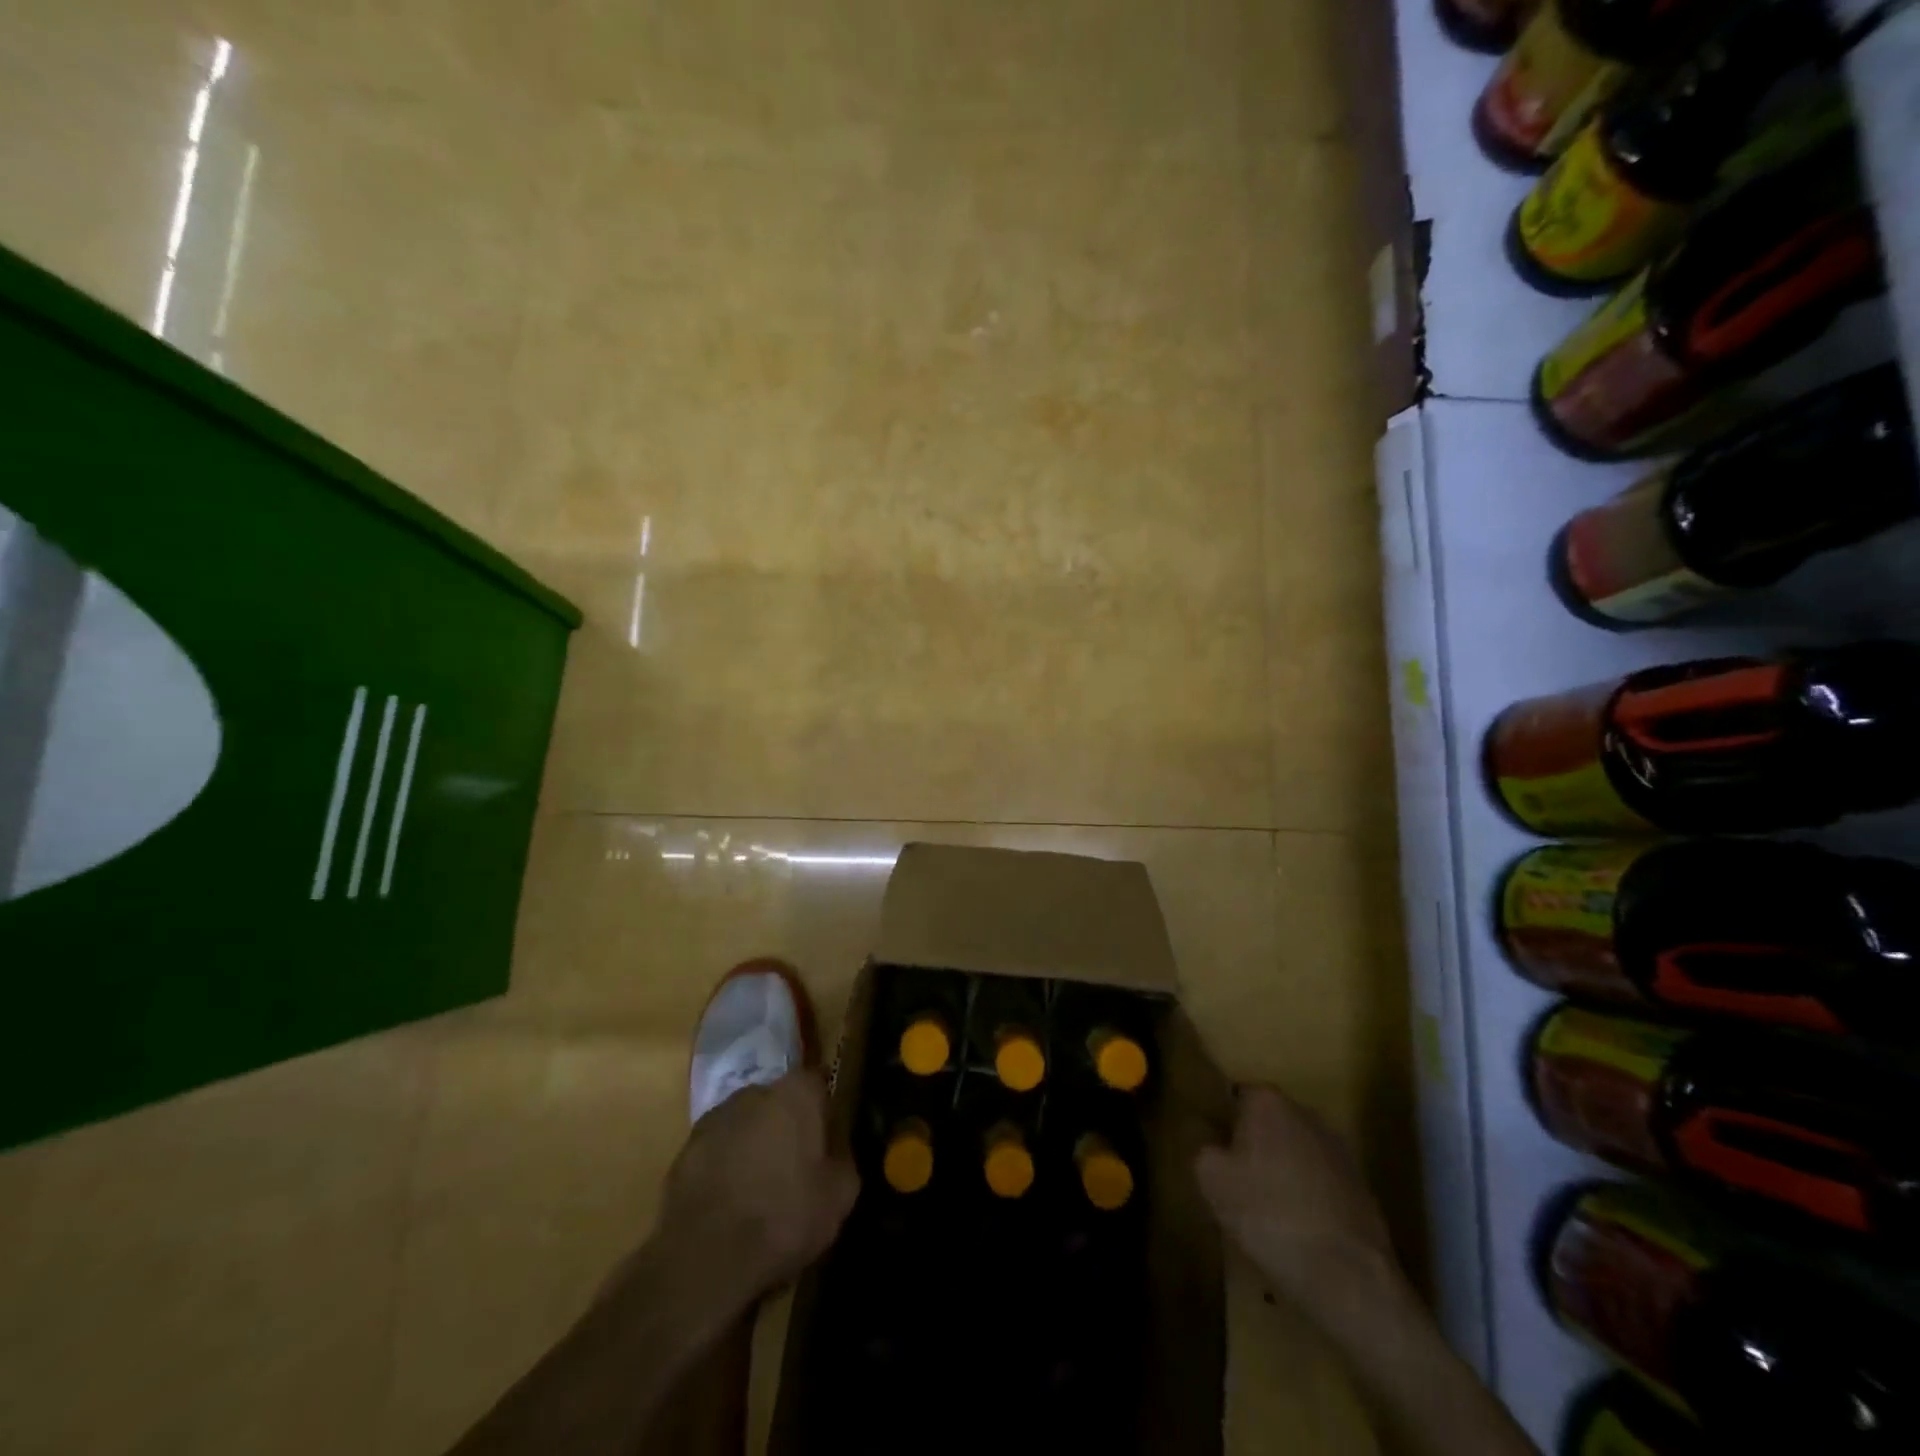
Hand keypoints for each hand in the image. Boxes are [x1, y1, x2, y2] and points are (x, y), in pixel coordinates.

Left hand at [654, 1070, 859, 1304]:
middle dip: (786, 1123)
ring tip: (759, 1186)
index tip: (828, 1134)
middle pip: (778, 1100)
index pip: (817, 1082)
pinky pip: (716, 1150)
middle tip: (795, 1163)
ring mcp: (715, 1118)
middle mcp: (754, 1092)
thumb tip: (836, 1152)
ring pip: (745, 1123)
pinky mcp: (685, 1149)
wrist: (705, 1257)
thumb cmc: (784, 1217)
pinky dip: (725, 1166)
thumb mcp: (839, 1196)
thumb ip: (843, 1161)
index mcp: (796, 1094)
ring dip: (753, 1143)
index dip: (823, 1108)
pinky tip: (730, 1202)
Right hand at [1196, 1085, 1402, 1322]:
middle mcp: (1306, 1113)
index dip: (1222, 1125)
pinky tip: (1299, 1234)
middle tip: (1236, 1185)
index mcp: (1268, 1101)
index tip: (1216, 1155)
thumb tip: (1212, 1147)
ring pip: (1295, 1155)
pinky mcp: (1362, 1188)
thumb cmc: (1269, 1215)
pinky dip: (1309, 1201)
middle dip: (1253, 1148)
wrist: (1348, 1277)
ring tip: (1268, 1216)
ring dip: (1282, 1175)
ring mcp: (1340, 1150)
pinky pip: (1320, 1185)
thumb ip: (1203, 1149)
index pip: (1235, 1097)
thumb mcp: (1210, 1180)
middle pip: (1268, 1124)